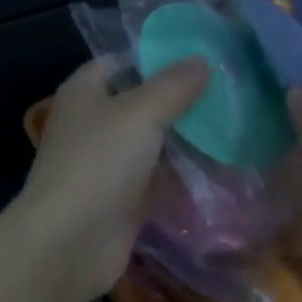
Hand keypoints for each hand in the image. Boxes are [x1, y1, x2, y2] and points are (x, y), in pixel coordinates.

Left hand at [14, 57, 208, 300]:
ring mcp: (106, 164)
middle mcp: (93, 123)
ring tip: (233, 127)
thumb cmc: (99, 163)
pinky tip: (221, 170)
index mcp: (85, 91)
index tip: (201, 57)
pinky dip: (182, 177)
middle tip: (228, 93)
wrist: (68, 244)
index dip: (156, 57)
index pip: (121, 62)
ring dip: (184, 140)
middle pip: (140, 103)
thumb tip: (201, 60)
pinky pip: (156, 180)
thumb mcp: (140, 113)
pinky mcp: (121, 200)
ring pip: (151, 143)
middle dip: (179, 100)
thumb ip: (173, 86)